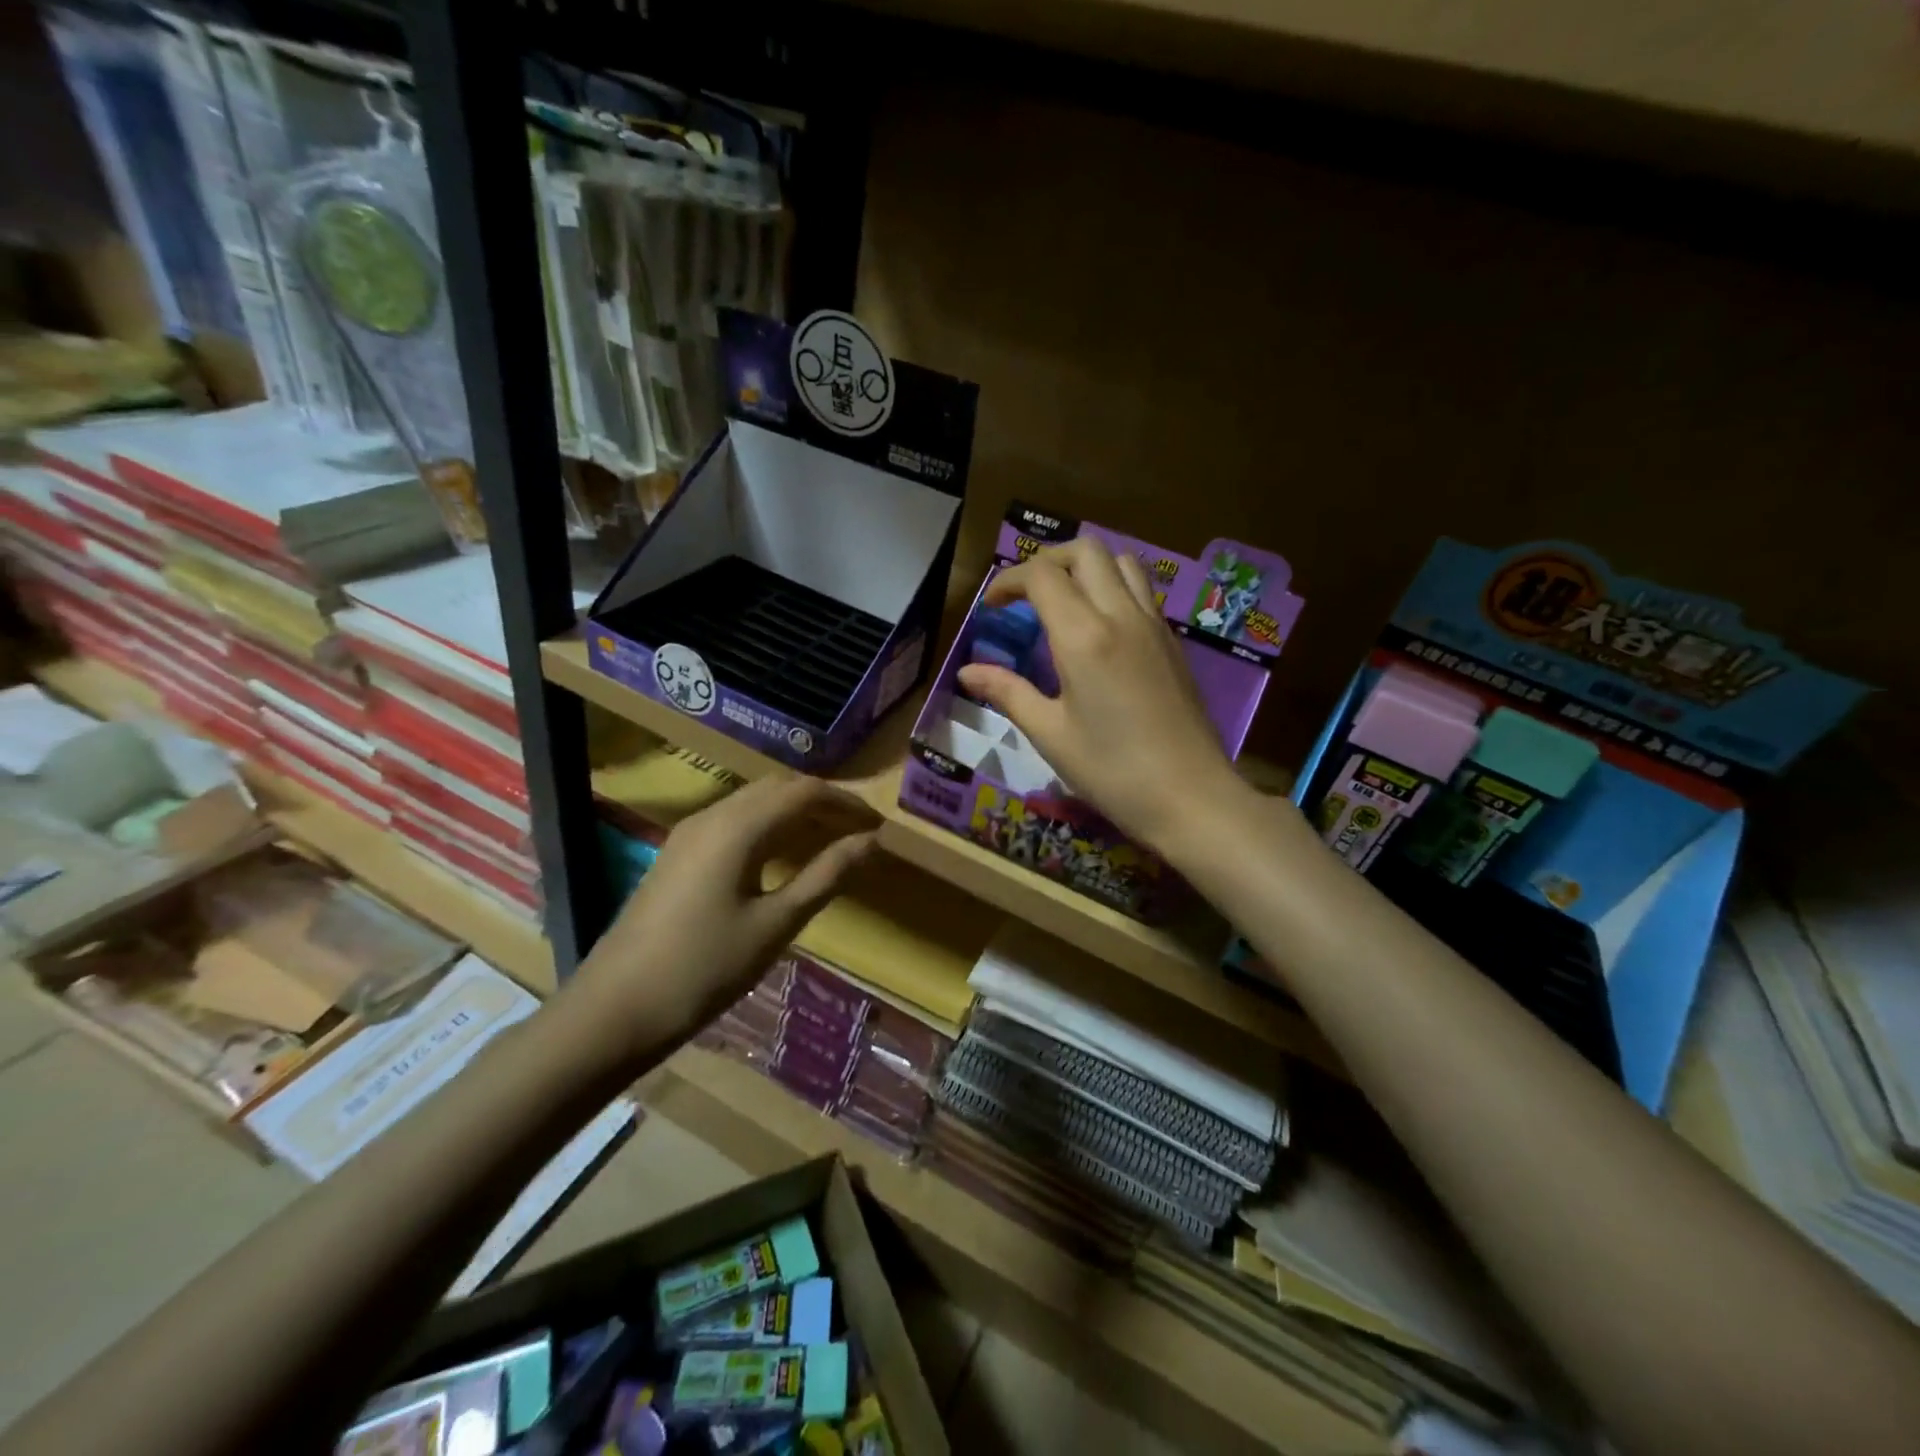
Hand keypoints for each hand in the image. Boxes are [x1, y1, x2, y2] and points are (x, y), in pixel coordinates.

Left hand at [564, 776, 877, 1064]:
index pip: (805, 792)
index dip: (847, 802)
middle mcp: (712, 816)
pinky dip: (768, 826)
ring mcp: (689, 833)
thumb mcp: (776, 924)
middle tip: (859, 830)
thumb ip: (826, 876)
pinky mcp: (678, 854)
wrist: (614, 1009)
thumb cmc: (705, 969)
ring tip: (829, 840)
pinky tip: (782, 855)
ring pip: (754, 802)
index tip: (878, 824)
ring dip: (795, 812)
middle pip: (778, 788)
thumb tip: (871, 842)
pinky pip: (734, 821)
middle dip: (822, 802)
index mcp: (738, 827)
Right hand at [955, 537, 1250, 854]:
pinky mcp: (1172, 642)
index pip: (1042, 575)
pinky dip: (1113, 587)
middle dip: (1047, 561)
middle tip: (1025, 596)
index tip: (991, 608)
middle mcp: (1122, 615)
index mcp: (1084, 636)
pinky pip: (1141, 590)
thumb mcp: (1050, 734)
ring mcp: (1154, 625)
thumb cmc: (1112, 771)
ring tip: (1063, 603)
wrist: (1191, 797)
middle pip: (1085, 551)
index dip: (1009, 580)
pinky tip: (1099, 629)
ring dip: (1085, 568)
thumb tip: (966, 672)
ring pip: (1121, 562)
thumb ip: (1008, 692)